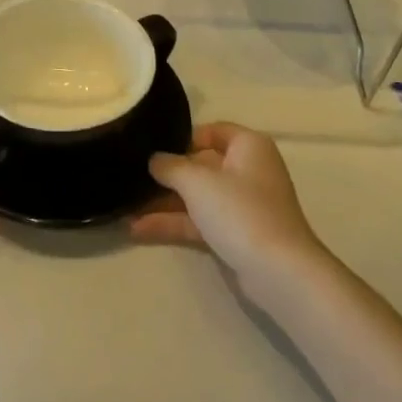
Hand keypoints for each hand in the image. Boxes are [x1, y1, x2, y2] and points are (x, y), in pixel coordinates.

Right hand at [131, 123, 333, 302]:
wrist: (277, 270)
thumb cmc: (240, 211)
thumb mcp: (197, 182)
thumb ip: (170, 166)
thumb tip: (154, 159)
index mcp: (248, 146)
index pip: (213, 130)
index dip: (182, 137)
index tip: (152, 147)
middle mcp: (247, 170)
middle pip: (200, 165)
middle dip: (166, 174)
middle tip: (130, 177)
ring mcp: (241, 204)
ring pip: (196, 196)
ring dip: (163, 203)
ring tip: (124, 207)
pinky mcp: (234, 233)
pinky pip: (198, 221)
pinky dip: (172, 223)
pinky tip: (138, 229)